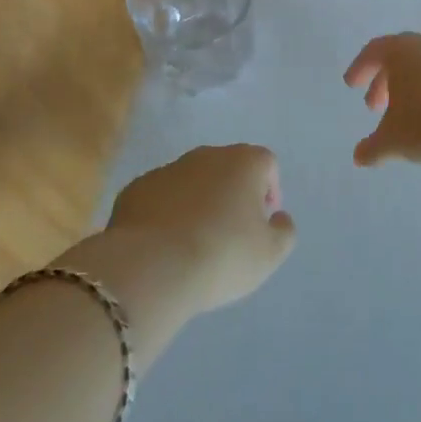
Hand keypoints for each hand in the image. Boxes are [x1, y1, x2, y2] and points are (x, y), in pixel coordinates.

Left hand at [103, 145, 295, 315]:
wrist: (152, 266)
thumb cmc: (223, 255)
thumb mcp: (270, 254)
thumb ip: (284, 231)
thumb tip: (278, 217)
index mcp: (244, 162)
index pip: (266, 164)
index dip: (270, 190)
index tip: (263, 222)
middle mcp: (207, 155)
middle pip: (228, 168)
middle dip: (233, 194)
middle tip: (232, 233)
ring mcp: (168, 169)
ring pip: (193, 181)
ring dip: (199, 202)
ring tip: (195, 242)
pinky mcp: (137, 188)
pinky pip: (161, 197)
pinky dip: (167, 213)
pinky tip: (164, 245)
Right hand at [344, 33, 420, 168]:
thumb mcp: (393, 140)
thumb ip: (373, 147)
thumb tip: (358, 157)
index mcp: (400, 51)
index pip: (373, 51)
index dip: (360, 68)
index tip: (351, 85)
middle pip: (399, 56)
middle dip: (384, 80)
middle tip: (375, 106)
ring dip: (410, 87)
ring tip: (405, 115)